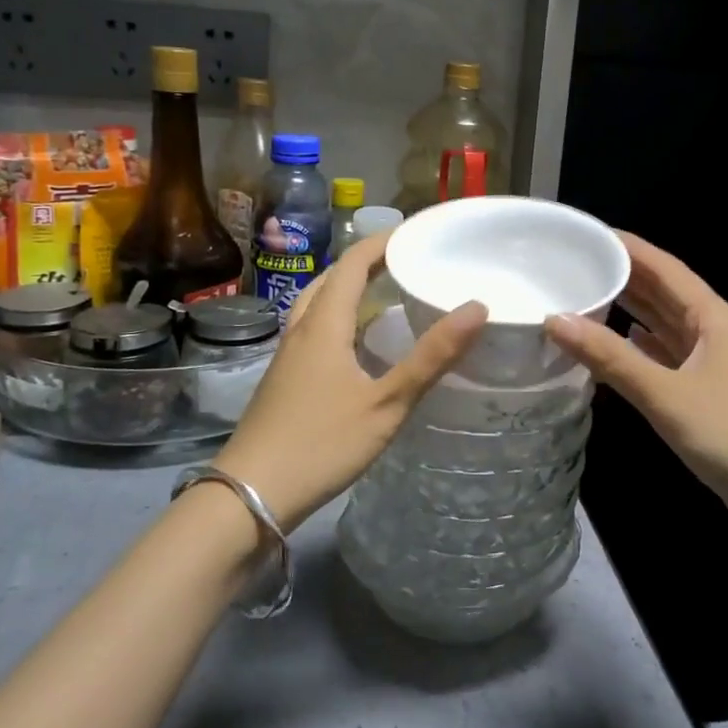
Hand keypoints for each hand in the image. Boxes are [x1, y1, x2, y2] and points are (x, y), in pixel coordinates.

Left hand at [211, 231, 485, 529]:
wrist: (251, 495)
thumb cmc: (321, 443)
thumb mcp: (386, 403)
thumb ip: (431, 357)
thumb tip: (477, 307)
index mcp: (324, 324)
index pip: (353, 263)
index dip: (383, 241)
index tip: (417, 232)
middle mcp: (302, 329)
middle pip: (333, 278)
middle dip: (368, 261)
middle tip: (408, 260)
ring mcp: (288, 355)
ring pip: (319, 304)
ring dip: (350, 288)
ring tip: (386, 292)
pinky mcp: (284, 378)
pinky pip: (315, 329)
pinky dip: (341, 317)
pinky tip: (360, 343)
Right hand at [544, 232, 727, 540]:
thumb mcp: (666, 395)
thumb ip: (611, 358)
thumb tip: (556, 319)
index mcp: (712, 318)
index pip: (665, 268)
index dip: (628, 248)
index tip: (588, 234)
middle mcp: (714, 332)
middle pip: (664, 293)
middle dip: (624, 276)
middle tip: (576, 264)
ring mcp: (712, 364)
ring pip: (664, 326)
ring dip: (630, 312)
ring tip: (585, 297)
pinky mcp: (707, 394)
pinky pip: (666, 357)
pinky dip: (639, 348)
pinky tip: (614, 348)